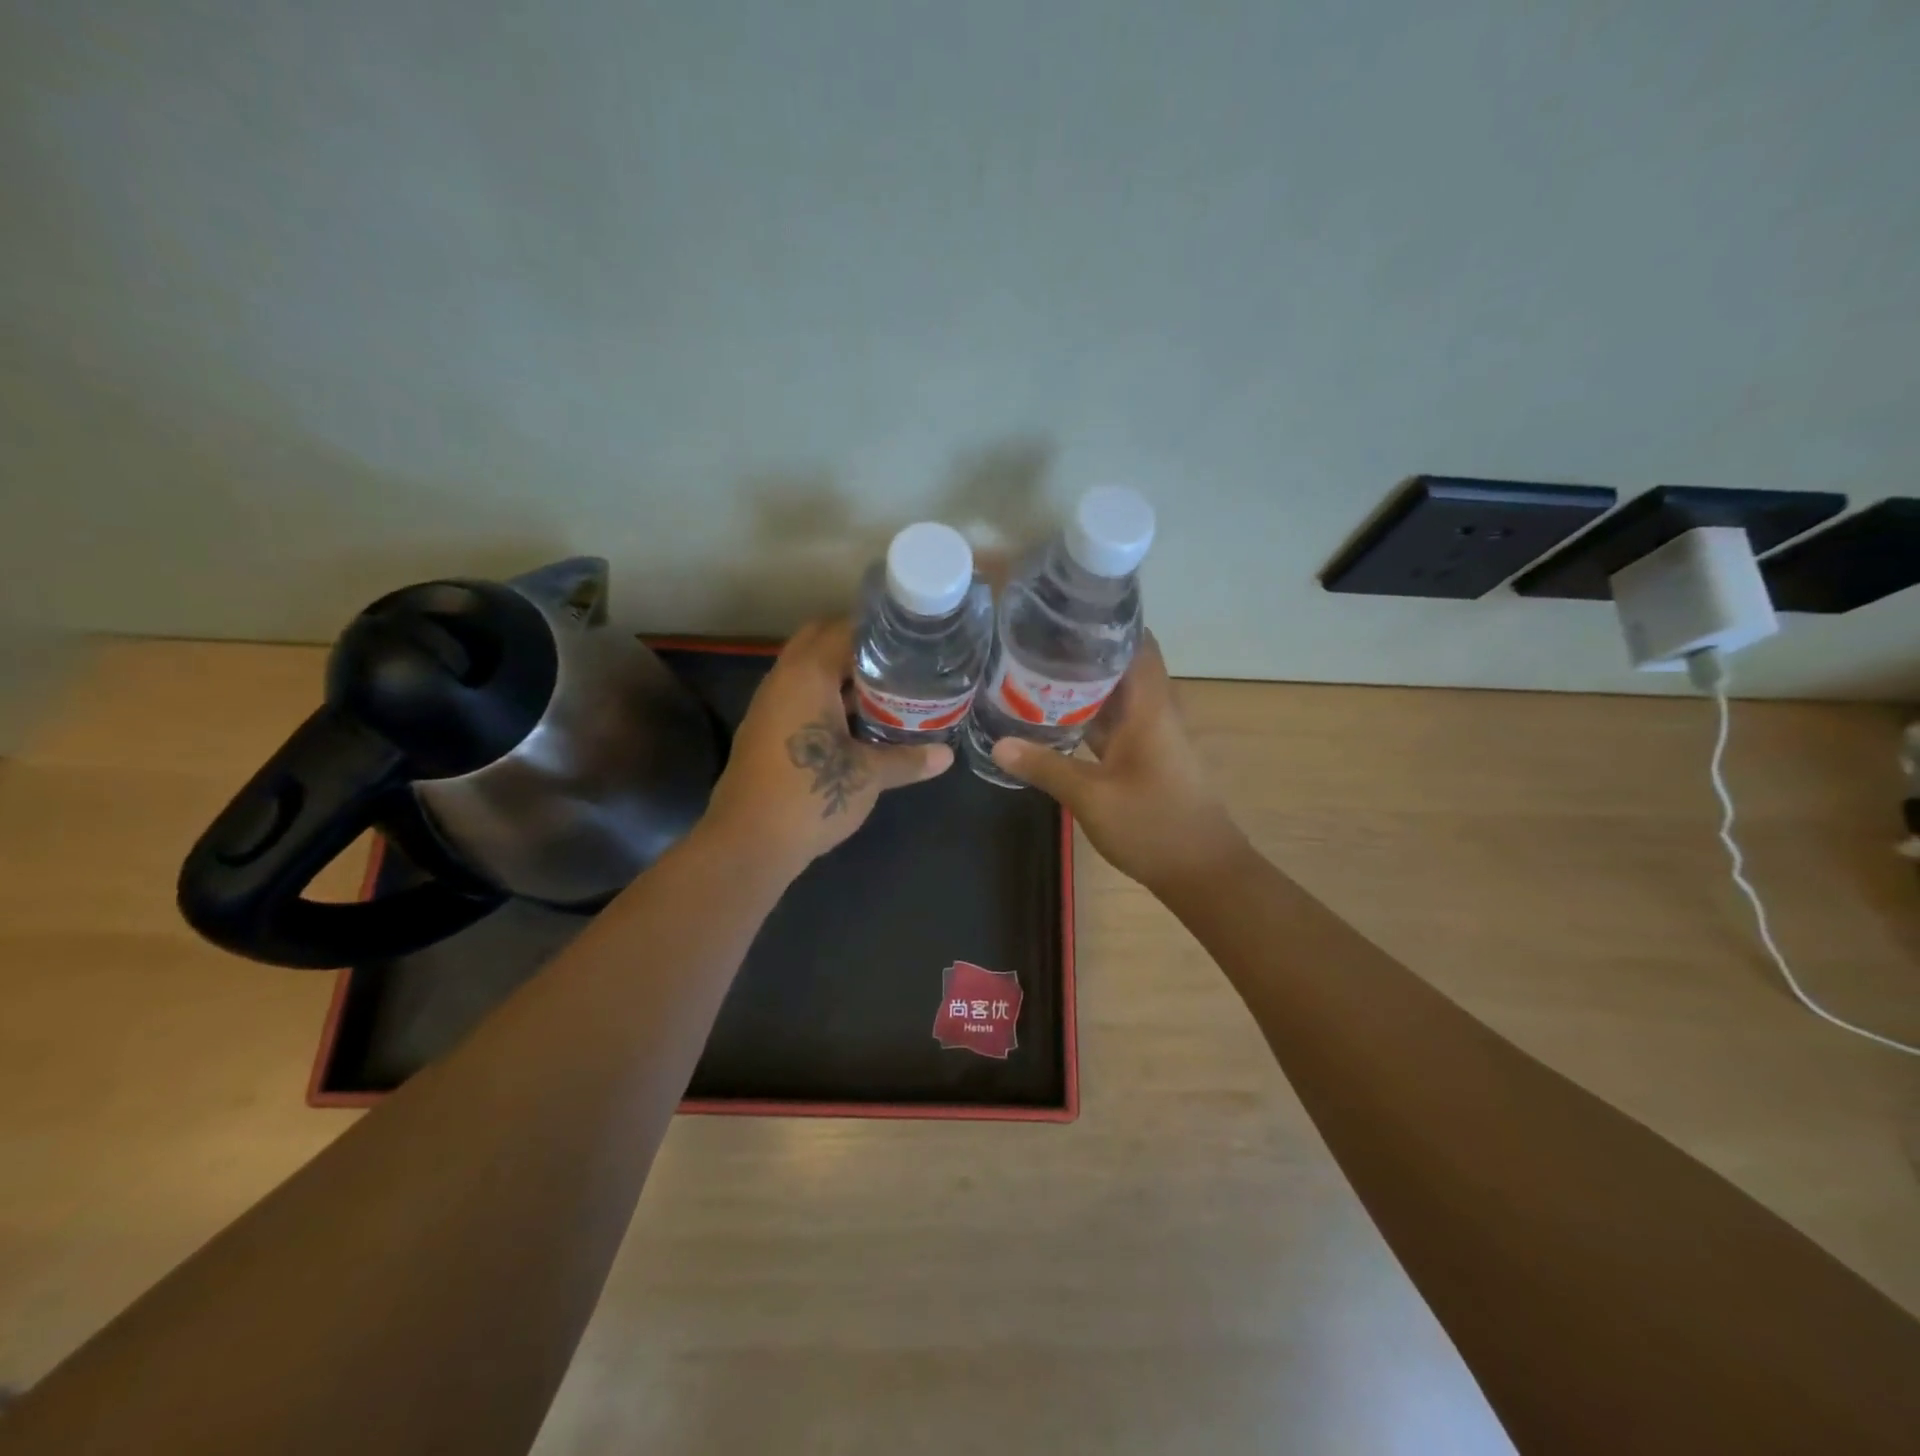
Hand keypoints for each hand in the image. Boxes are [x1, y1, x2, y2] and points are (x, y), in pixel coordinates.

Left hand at [703, 619, 952, 875]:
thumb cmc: (810, 795)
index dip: (879, 630)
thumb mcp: (868, 776)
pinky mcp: (765, 731)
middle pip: (820, 641)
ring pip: (807, 671)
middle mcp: (783, 680)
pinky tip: (856, 721)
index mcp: (807, 675)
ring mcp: (769, 705)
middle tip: (898, 661)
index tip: (911, 638)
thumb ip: (908, 759)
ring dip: (841, 674)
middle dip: (857, 646)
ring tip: (886, 687)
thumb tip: (946, 756)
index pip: (844, 629)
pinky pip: (799, 697)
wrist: (748, 843)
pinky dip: (826, 697)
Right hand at [989, 634, 1246, 891]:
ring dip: (1083, 687)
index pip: (1138, 644)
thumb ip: (1046, 767)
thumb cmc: (1153, 826)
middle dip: (1082, 653)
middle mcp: (1155, 713)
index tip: (1066, 611)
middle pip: (1122, 667)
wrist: (1203, 873)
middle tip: (1034, 642)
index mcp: (1151, 708)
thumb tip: (999, 744)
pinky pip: (1115, 726)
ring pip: (1116, 698)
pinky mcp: (1147, 760)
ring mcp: (1152, 738)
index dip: (1107, 623)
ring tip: (1035, 672)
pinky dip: (1089, 718)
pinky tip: (1054, 720)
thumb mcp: (1091, 797)